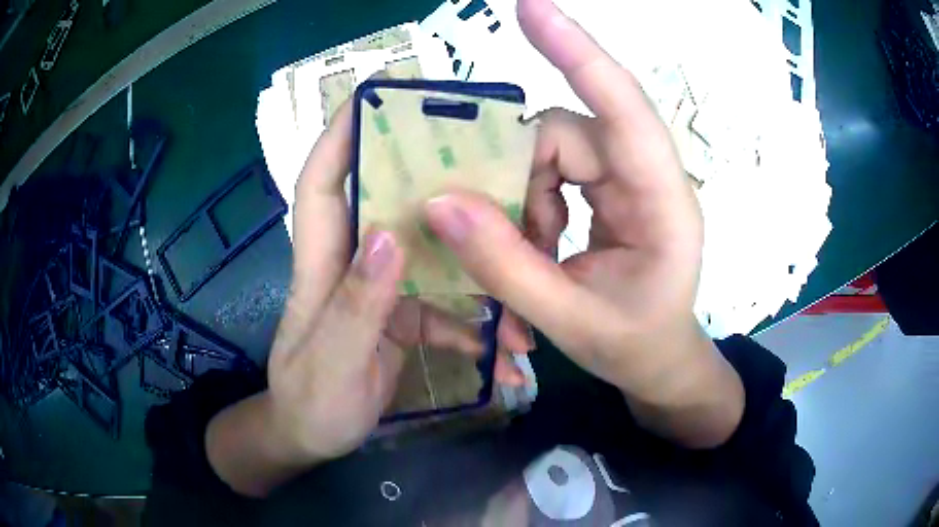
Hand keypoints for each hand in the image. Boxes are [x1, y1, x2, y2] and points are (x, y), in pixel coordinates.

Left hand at [266, 104, 485, 462]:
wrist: (312, 437)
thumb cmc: (310, 401)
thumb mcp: (333, 362)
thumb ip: (358, 305)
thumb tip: (391, 236)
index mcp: (321, 263)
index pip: (322, 183)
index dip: (340, 136)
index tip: (376, 97)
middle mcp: (354, 263)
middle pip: (391, 203)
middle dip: (435, 183)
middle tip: (490, 171)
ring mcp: (382, 290)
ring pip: (432, 259)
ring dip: (476, 275)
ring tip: (520, 301)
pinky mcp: (402, 317)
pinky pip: (445, 307)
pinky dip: (476, 328)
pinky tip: (505, 356)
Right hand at [426, 0, 742, 446]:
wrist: (660, 362)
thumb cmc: (635, 347)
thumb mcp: (570, 320)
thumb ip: (506, 266)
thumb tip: (440, 204)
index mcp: (663, 202)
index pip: (622, 107)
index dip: (576, 52)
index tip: (533, 8)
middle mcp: (645, 175)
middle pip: (564, 133)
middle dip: (520, 182)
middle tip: (502, 240)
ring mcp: (625, 179)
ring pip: (550, 153)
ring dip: (522, 203)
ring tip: (528, 262)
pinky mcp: (607, 190)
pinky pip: (551, 173)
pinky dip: (528, 207)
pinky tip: (534, 250)